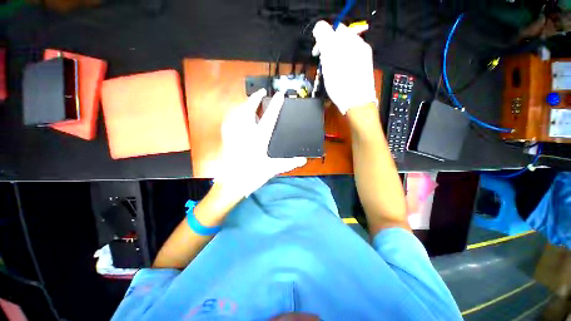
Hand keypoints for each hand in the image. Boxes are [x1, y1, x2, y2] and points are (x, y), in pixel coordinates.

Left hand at [214, 89, 306, 199]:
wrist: (231, 184)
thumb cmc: (252, 176)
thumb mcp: (272, 169)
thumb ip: (289, 163)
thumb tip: (303, 159)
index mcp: (258, 138)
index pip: (269, 118)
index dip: (275, 105)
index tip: (279, 95)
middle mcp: (245, 133)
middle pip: (248, 109)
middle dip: (254, 98)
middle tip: (261, 92)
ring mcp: (234, 134)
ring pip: (237, 112)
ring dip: (244, 104)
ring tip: (250, 101)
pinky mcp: (227, 138)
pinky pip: (229, 120)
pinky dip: (234, 114)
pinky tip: (236, 115)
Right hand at [312, 21, 376, 113]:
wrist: (356, 102)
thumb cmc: (341, 84)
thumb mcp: (329, 60)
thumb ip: (324, 39)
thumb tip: (320, 28)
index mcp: (349, 41)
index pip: (333, 30)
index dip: (322, 39)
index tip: (317, 52)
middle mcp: (358, 45)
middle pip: (339, 39)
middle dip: (328, 48)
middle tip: (323, 62)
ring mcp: (362, 55)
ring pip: (343, 49)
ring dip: (334, 56)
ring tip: (330, 70)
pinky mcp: (363, 65)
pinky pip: (349, 58)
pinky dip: (341, 62)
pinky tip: (338, 73)